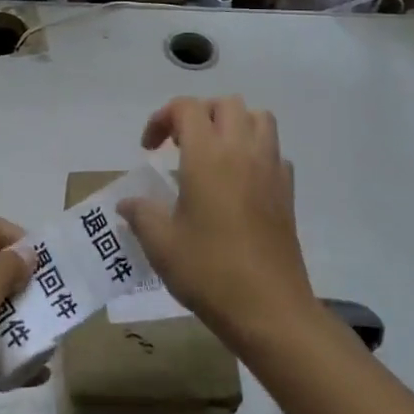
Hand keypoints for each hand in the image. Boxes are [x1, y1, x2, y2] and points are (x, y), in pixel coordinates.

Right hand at [118, 96, 316, 344]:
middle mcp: (241, 149)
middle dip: (199, 113)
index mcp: (207, 154)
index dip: (163, 118)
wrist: (269, 309)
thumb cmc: (209, 271)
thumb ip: (141, 215)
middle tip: (180, 144)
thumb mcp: (162, 245)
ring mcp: (270, 167)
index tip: (149, 148)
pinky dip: (256, 151)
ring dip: (233, 123)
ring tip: (214, 152)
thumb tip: (126, 204)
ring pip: (257, 118)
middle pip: (225, 104)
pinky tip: (241, 180)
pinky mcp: (287, 189)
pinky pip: (274, 150)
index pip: (186, 108)